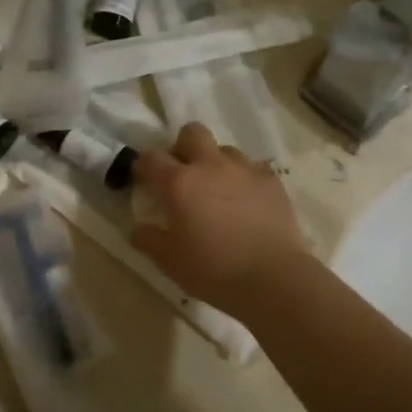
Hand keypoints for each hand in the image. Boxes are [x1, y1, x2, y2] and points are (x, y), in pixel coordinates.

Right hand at [130, 124, 306, 316]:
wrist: (274, 278)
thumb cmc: (214, 269)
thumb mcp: (168, 261)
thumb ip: (147, 239)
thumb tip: (137, 228)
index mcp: (179, 183)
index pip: (151, 158)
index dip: (142, 165)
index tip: (143, 179)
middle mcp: (210, 166)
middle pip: (191, 133)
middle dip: (182, 147)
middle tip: (183, 175)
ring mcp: (244, 170)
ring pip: (224, 149)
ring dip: (215, 163)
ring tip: (218, 190)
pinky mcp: (272, 181)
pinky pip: (252, 168)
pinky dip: (243, 179)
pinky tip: (246, 202)